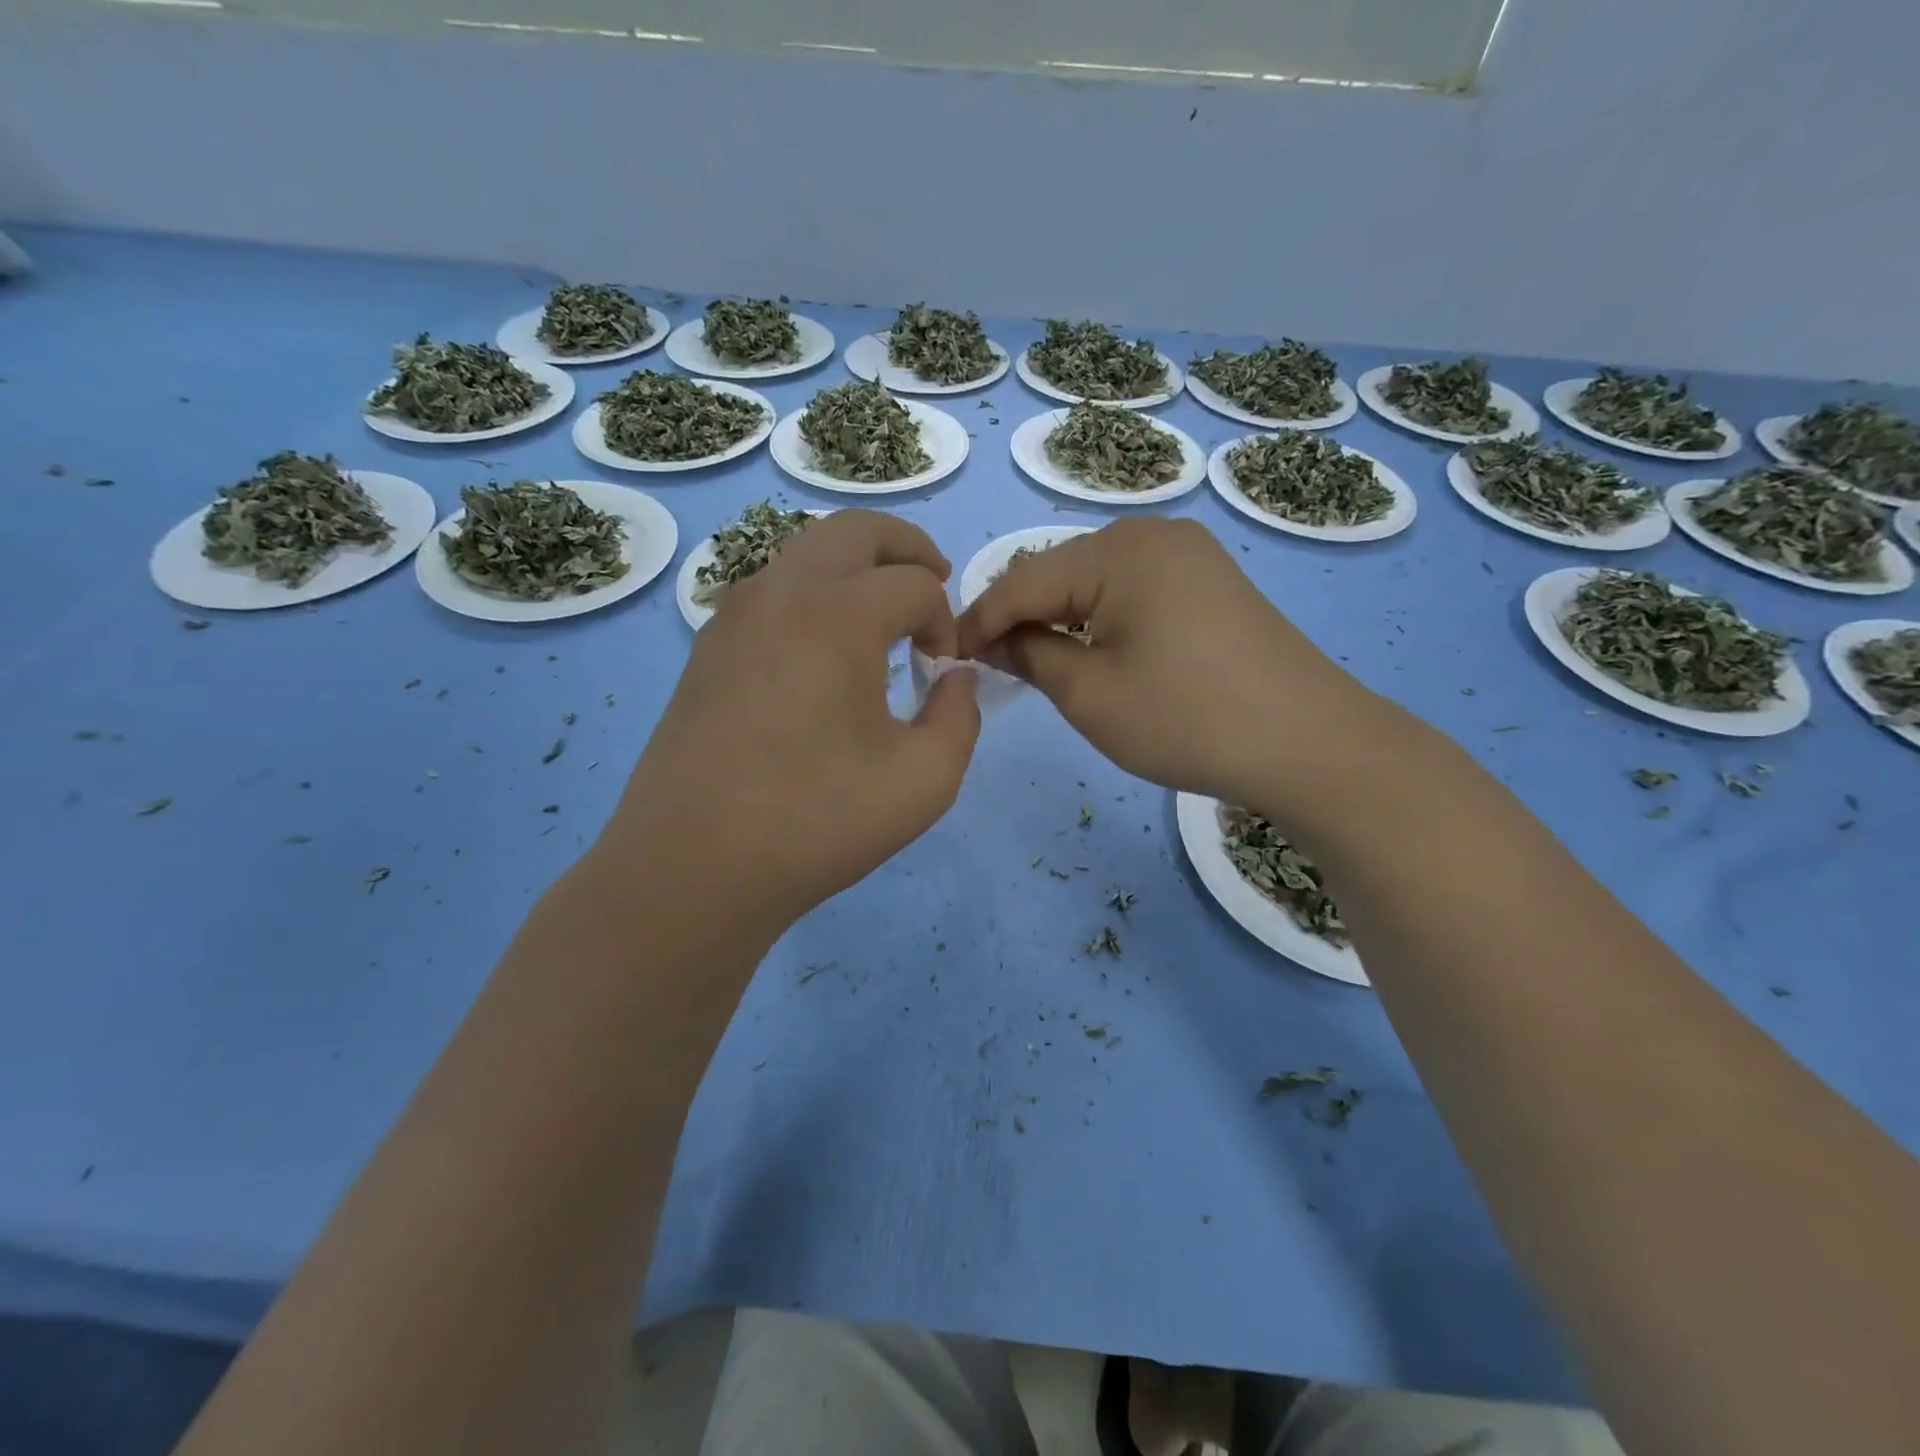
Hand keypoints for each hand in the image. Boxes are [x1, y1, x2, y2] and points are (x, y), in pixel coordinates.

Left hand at [601, 510, 979, 933]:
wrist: (693, 866)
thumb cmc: (817, 821)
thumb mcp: (924, 780)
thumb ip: (961, 715)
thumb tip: (956, 677)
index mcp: (838, 614)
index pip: (915, 585)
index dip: (946, 621)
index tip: (944, 670)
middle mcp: (781, 592)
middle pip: (855, 530)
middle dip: (907, 547)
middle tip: (934, 581)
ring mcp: (734, 614)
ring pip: (806, 552)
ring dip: (856, 566)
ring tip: (882, 614)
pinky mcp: (708, 646)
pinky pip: (772, 589)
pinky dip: (813, 594)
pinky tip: (823, 651)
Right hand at [956, 517, 1385, 809]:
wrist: (1310, 743)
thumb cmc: (1187, 719)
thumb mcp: (1090, 695)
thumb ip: (1029, 656)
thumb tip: (990, 641)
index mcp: (1119, 551)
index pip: (1022, 579)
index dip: (977, 619)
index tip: (943, 654)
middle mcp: (1152, 533)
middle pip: (1058, 571)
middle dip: (1018, 616)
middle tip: (988, 664)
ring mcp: (1188, 553)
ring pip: (1094, 580)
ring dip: (1058, 617)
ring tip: (1033, 660)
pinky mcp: (1210, 579)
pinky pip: (1132, 588)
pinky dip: (1100, 617)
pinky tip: (1092, 649)